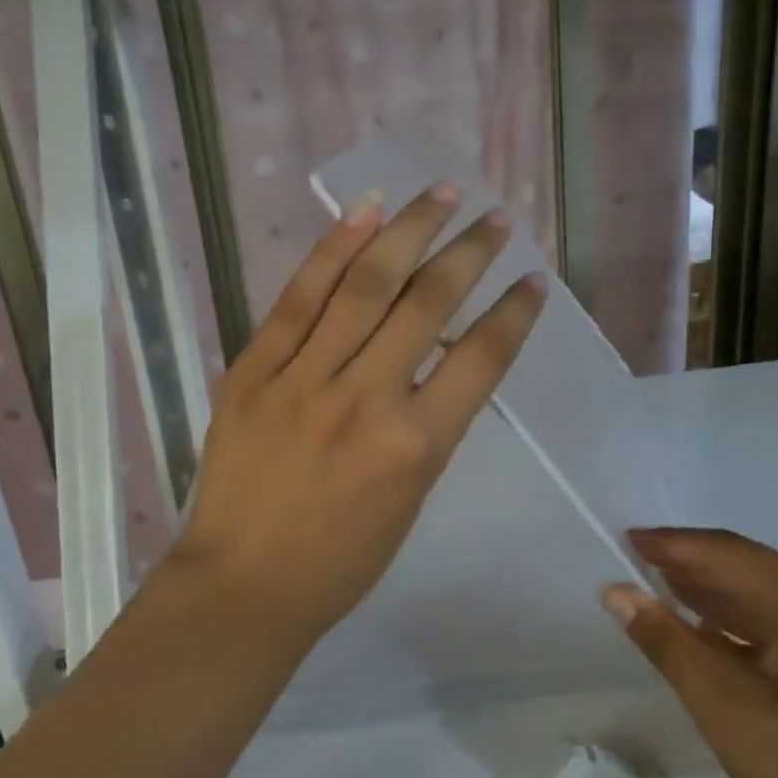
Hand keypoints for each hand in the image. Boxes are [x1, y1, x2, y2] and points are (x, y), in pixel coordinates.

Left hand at [165, 184, 545, 640]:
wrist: (244, 584)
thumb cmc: (340, 560)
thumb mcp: (411, 499)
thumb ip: (430, 424)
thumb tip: (440, 355)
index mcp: (416, 445)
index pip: (480, 359)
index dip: (513, 313)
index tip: (533, 281)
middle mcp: (366, 399)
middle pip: (427, 304)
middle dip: (470, 252)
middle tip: (496, 218)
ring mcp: (304, 379)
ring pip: (366, 285)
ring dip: (411, 230)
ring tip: (443, 193)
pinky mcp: (254, 369)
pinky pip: (299, 297)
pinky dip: (334, 250)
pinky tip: (366, 213)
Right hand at [605, 529, 777, 777]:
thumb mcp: (729, 715)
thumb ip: (669, 645)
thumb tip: (618, 593)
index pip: (732, 554)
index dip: (674, 544)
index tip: (627, 539)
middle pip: (759, 573)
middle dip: (697, 573)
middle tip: (640, 573)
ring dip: (726, 602)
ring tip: (670, 598)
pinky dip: (760, 628)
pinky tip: (725, 637)